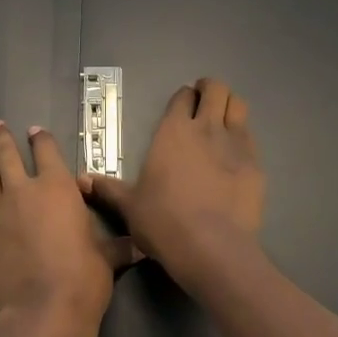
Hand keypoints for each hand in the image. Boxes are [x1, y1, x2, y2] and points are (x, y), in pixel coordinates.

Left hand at [0, 119, 136, 336]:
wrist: (42, 315)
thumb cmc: (83, 280)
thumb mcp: (108, 259)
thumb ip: (119, 247)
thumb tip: (142, 246)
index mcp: (57, 189)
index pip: (47, 153)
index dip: (41, 140)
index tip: (34, 130)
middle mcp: (23, 194)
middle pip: (7, 158)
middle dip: (0, 139)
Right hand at [79, 77, 264, 286]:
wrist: (211, 247)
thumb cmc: (163, 221)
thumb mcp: (129, 206)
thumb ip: (108, 188)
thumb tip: (81, 179)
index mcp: (173, 131)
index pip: (182, 97)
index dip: (183, 97)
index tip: (182, 104)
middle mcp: (206, 128)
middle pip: (216, 89)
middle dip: (211, 90)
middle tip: (205, 101)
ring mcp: (236, 144)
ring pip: (238, 106)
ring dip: (230, 107)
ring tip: (223, 120)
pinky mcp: (256, 165)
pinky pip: (251, 138)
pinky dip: (243, 138)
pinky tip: (236, 155)